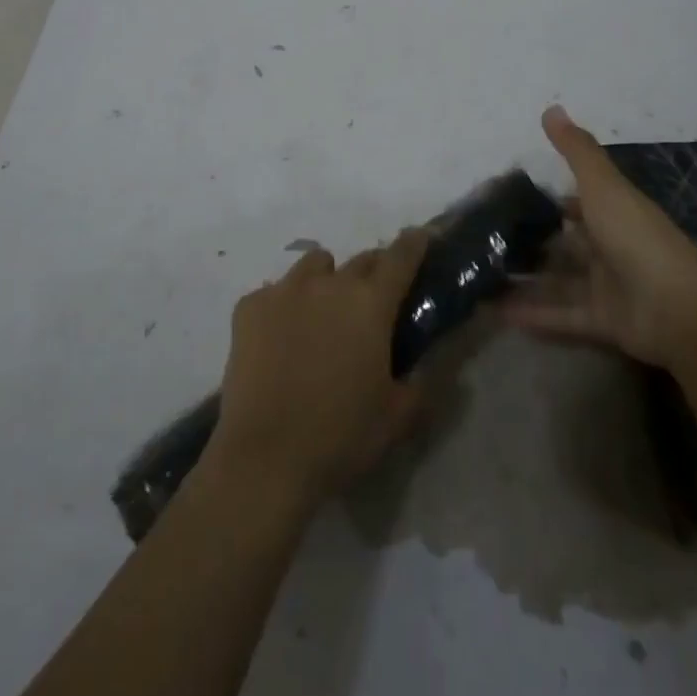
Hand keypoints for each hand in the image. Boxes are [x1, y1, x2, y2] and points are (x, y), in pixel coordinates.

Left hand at [206, 230, 427, 507]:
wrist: (264, 457)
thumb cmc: (341, 436)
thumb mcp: (399, 415)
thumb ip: (430, 378)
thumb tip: (447, 358)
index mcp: (371, 303)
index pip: (401, 256)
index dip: (415, 243)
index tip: (421, 238)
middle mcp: (329, 283)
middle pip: (360, 259)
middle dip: (373, 272)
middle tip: (373, 303)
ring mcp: (284, 290)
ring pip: (314, 266)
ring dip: (327, 281)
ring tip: (322, 316)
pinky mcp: (249, 306)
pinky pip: (274, 291)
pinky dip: (284, 305)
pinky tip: (280, 339)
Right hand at [504, 105, 696, 367]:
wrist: (679, 309)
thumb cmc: (637, 238)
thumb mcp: (603, 186)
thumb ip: (577, 151)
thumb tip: (551, 108)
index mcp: (613, 214)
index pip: (577, 204)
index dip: (549, 201)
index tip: (508, 200)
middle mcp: (609, 248)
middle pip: (565, 244)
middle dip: (531, 242)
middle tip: (485, 241)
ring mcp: (606, 287)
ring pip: (558, 281)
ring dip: (526, 280)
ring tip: (481, 276)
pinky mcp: (601, 322)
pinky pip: (560, 316)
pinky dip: (532, 314)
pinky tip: (495, 311)